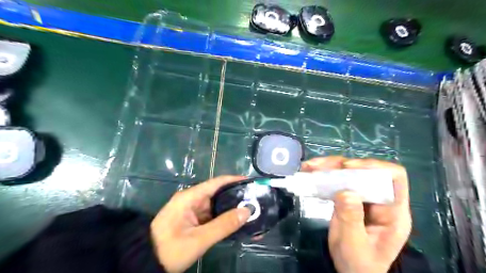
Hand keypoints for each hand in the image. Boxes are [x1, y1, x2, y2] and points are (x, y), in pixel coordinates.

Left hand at [151, 176, 251, 271]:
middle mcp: (191, 199)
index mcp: (189, 197)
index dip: (233, 180)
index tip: (250, 182)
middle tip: (254, 199)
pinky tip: (236, 220)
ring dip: (230, 207)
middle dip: (235, 195)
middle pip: (217, 193)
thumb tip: (247, 211)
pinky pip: (211, 215)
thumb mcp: (199, 239)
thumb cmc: (170, 249)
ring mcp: (192, 210)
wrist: (146, 263)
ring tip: (250, 209)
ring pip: (216, 205)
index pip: (216, 183)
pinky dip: (223, 217)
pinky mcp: (193, 220)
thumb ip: (224, 225)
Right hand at [303, 156, 411, 272]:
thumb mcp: (354, 244)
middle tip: (319, 167)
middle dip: (342, 165)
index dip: (373, 167)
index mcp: (393, 211)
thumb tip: (345, 191)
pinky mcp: (349, 197)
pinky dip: (323, 175)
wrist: (352, 271)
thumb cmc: (359, 263)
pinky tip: (310, 173)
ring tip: (309, 167)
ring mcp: (363, 197)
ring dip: (328, 167)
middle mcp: (379, 199)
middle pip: (366, 170)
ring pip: (349, 172)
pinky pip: (337, 181)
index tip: (348, 168)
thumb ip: (351, 219)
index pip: (394, 177)